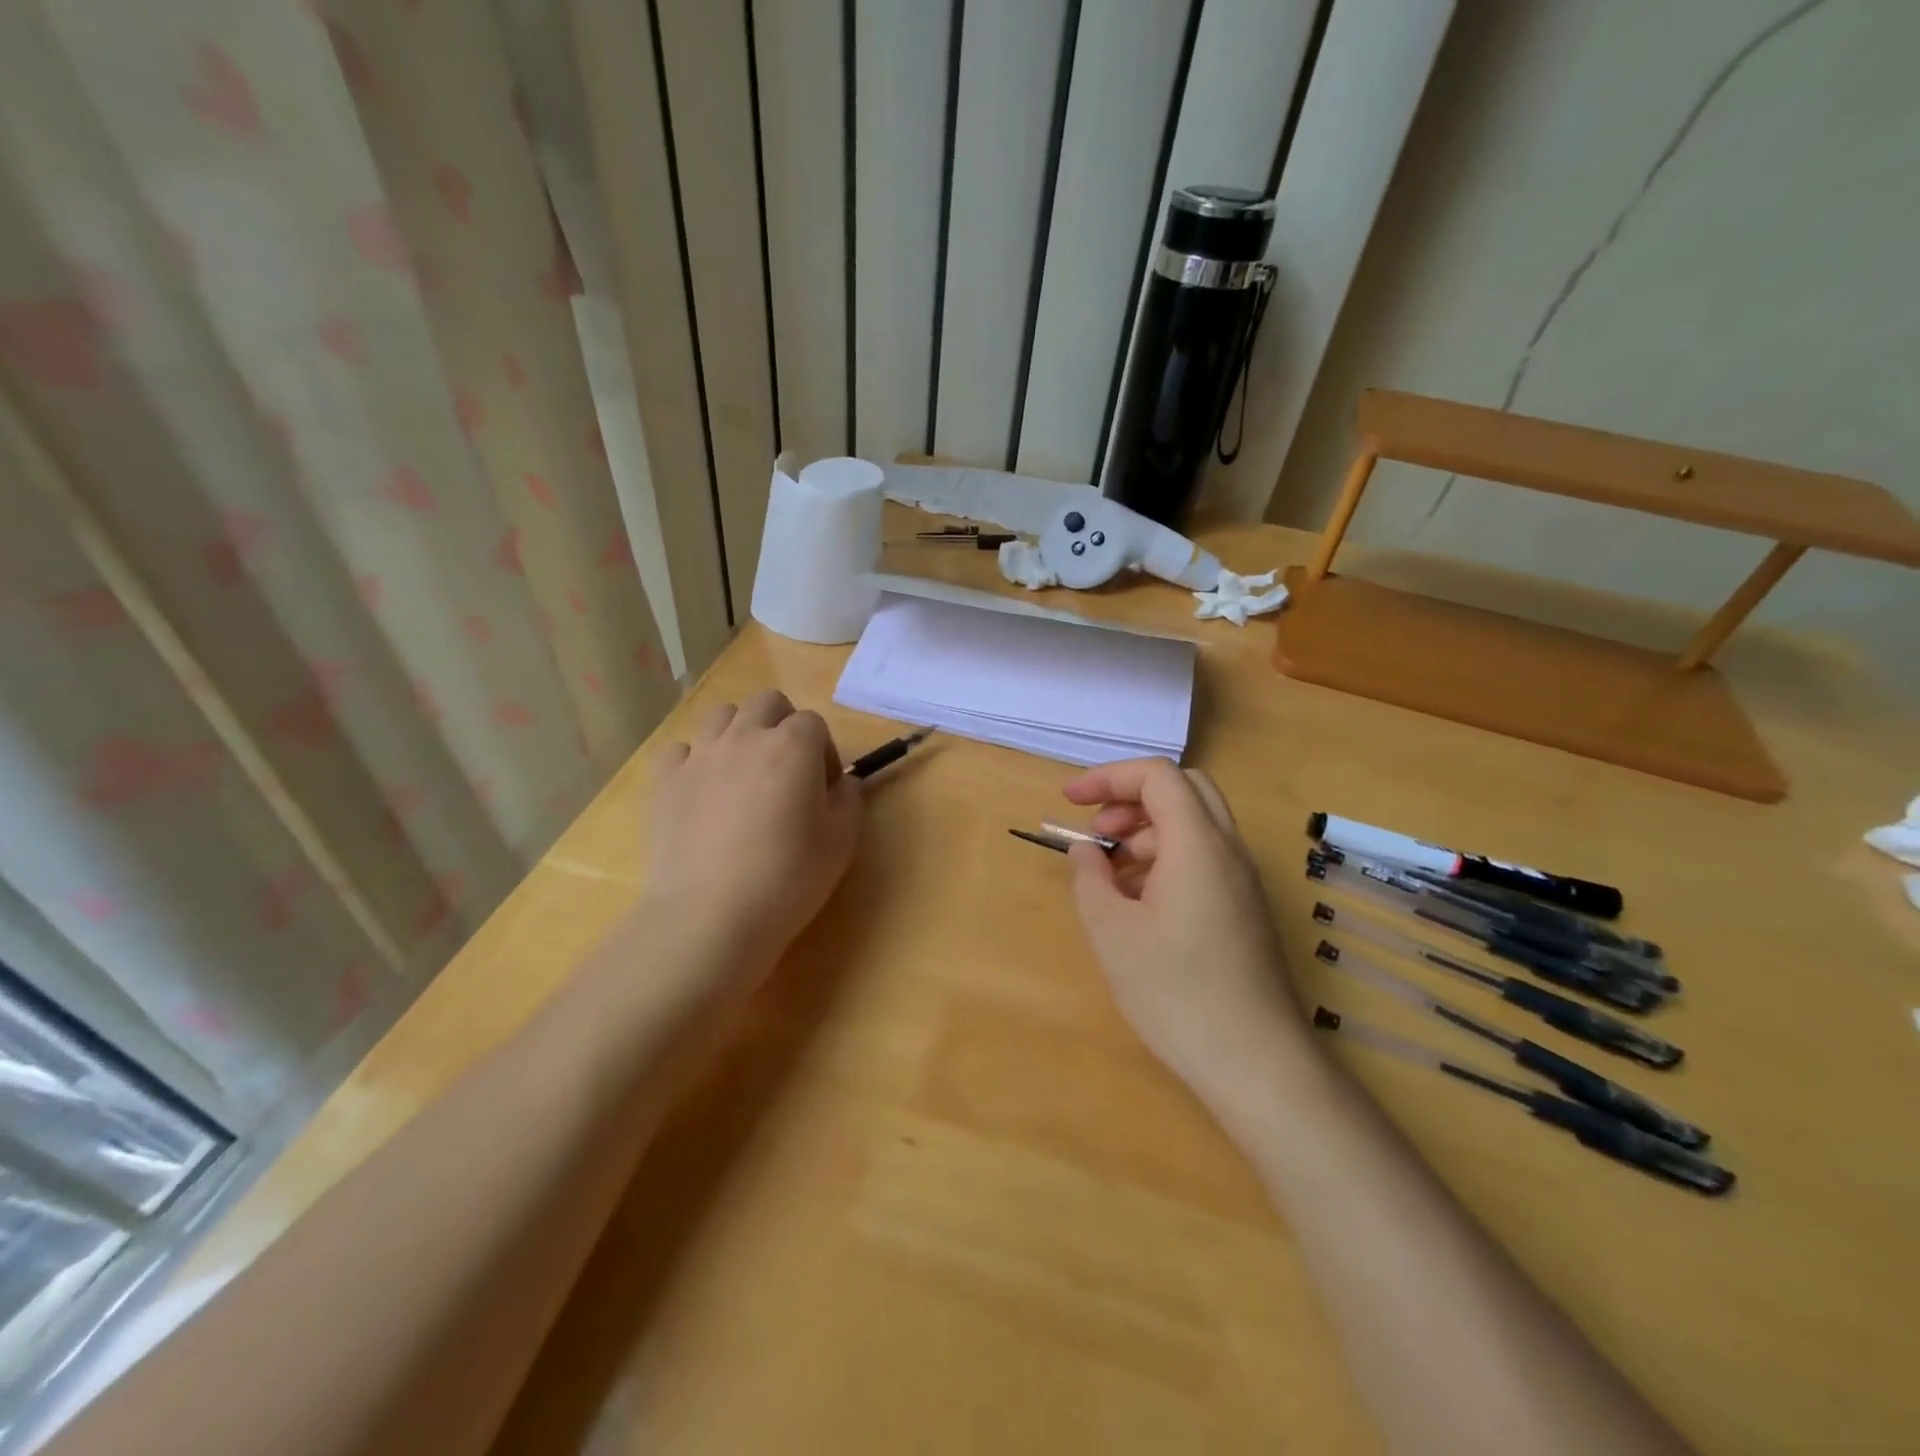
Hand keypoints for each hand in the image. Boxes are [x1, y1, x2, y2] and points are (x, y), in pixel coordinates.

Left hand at [642, 690, 861, 979]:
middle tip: (787, 770)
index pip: (814, 723)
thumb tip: (842, 783)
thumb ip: (849, 800)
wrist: (710, 915)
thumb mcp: (841, 842)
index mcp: (793, 746)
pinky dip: (696, 761)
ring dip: (740, 733)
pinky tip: (703, 792)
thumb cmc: (788, 878)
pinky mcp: (665, 781)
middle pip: (767, 702)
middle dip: (783, 724)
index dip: (823, 752)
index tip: (823, 789)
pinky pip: (681, 749)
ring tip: (744, 775)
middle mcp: (745, 737)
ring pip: (722, 715)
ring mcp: (700, 756)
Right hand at [1062, 758, 1297, 1094]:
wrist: (1256, 1062)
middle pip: (1183, 789)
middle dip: (1132, 798)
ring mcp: (1242, 880)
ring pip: (1195, 824)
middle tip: (1097, 831)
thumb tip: (1086, 851)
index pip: (1157, 776)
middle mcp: (1228, 850)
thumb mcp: (1112, 933)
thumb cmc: (1176, 992)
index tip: (1069, 801)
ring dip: (1148, 831)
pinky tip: (1139, 902)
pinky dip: (1167, 858)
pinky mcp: (1245, 908)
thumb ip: (1090, 879)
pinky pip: (1205, 858)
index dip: (1108, 778)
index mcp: (1198, 844)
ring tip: (1110, 873)